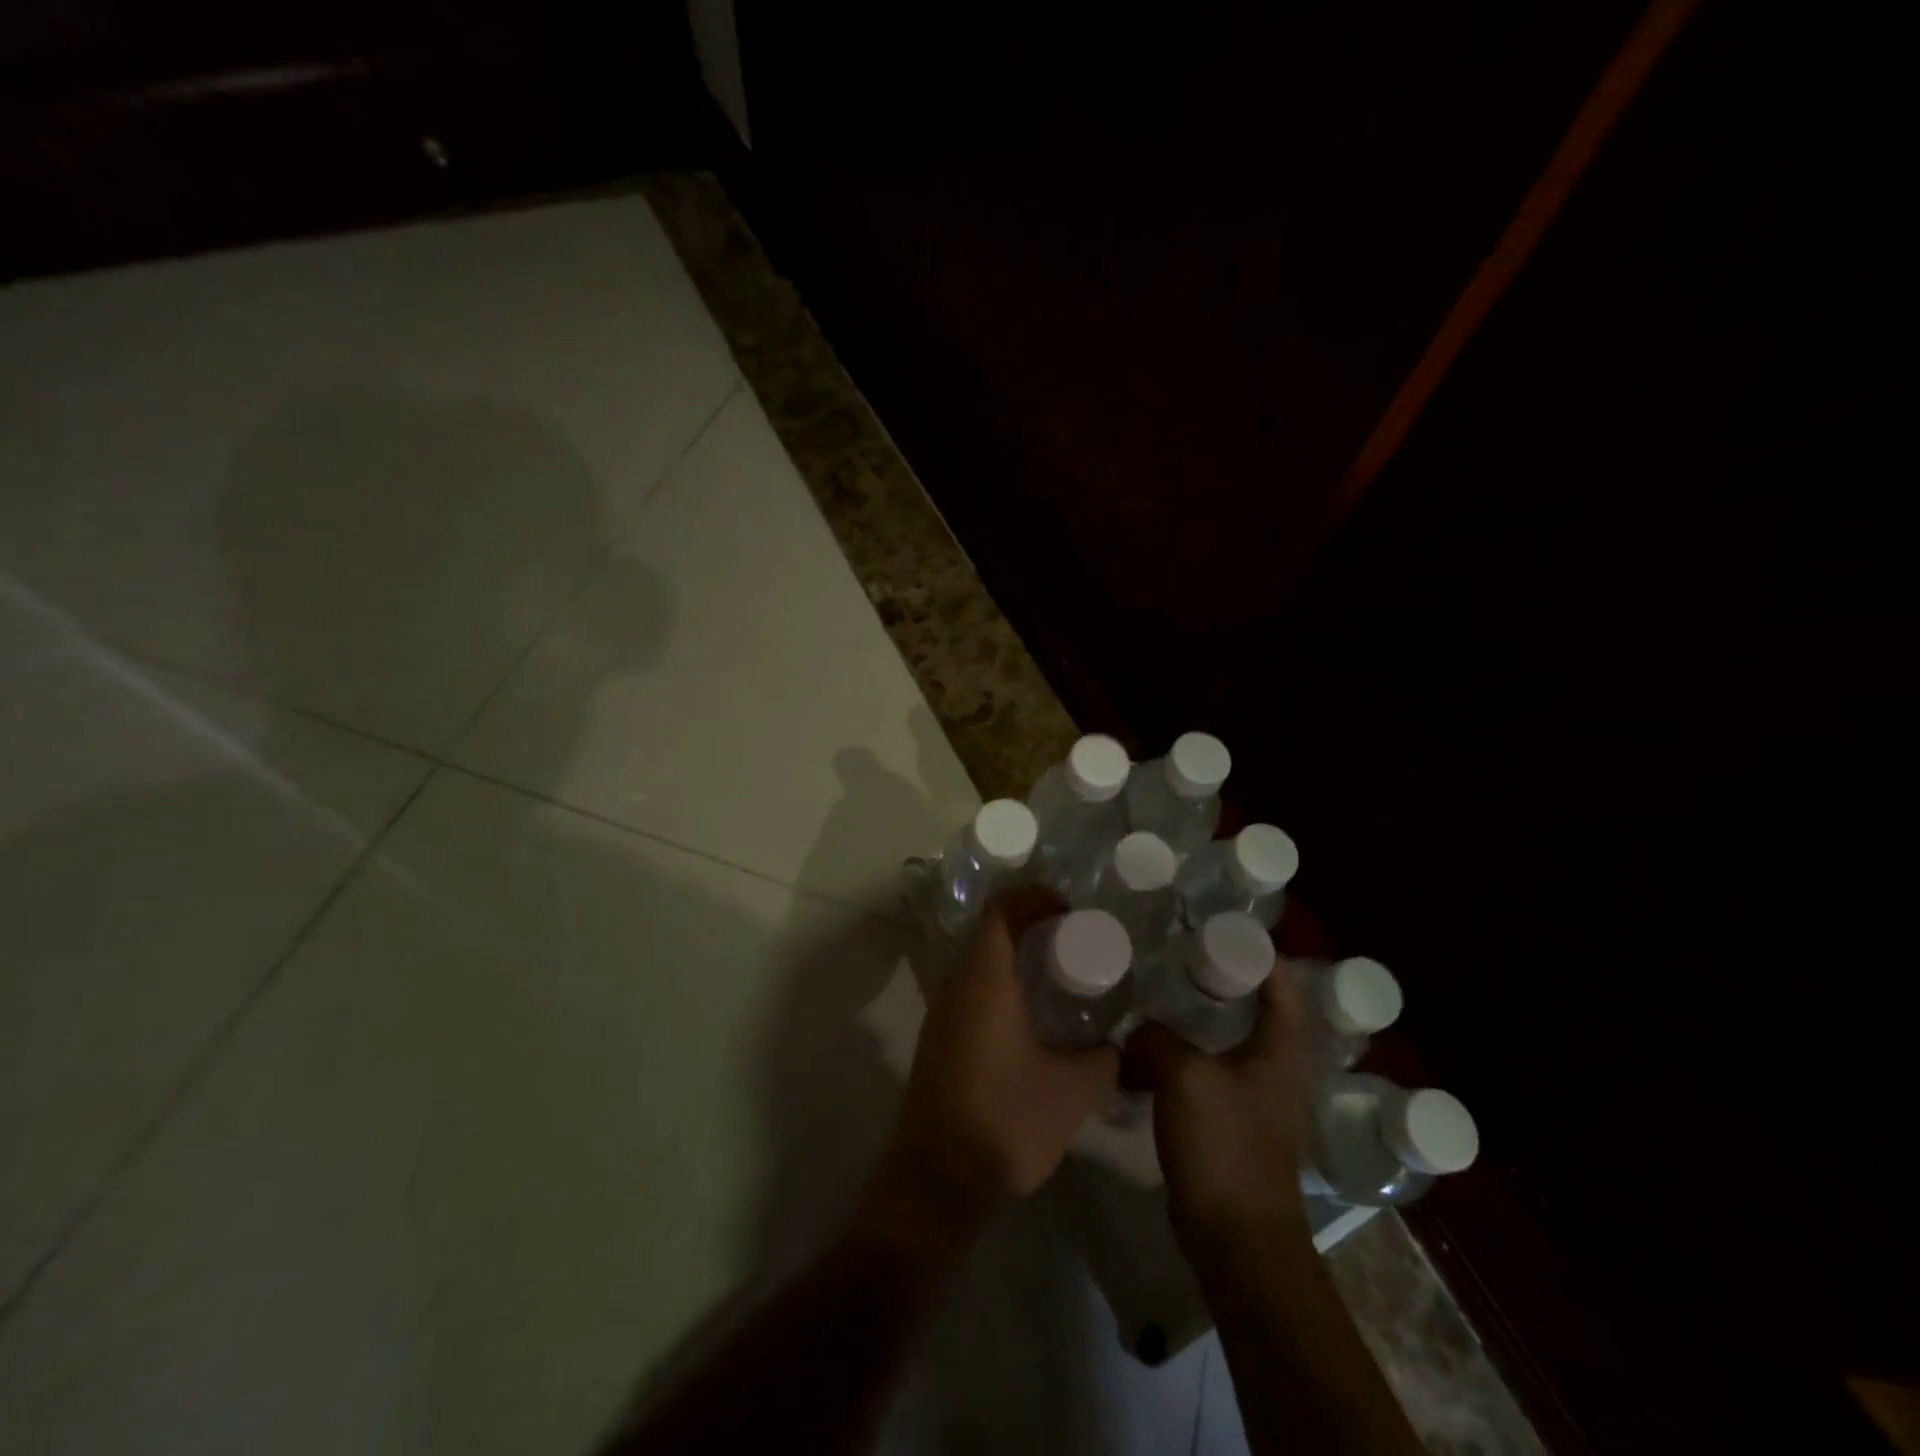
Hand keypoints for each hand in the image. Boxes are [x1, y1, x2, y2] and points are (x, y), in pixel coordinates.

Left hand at [873, 885, 1119, 1237]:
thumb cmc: (1006, 1120)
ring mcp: (942, 1012)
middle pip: (992, 933)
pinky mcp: (939, 1039)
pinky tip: (1035, 1023)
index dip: (1036, 897)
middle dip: (1034, 929)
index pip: (1002, 908)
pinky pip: (973, 992)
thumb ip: (1105, 1058)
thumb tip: (1117, 1044)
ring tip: (1063, 982)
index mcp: (985, 979)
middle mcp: (957, 984)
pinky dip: (1004, 988)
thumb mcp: (1074, 1090)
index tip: (1071, 913)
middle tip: (1077, 947)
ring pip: (981, 964)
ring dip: (1018, 961)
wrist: (937, 1180)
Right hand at [1126, 964, 1311, 1263]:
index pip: (1281, 987)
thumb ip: (1158, 1039)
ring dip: (1191, 1022)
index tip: (1218, 930)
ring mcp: (1251, 1101)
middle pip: (1251, 1012)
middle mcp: (1273, 1071)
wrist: (1236, 1239)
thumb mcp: (1186, 1077)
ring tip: (1152, 996)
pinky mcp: (1227, 1126)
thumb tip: (1136, 1029)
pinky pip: (1202, 1076)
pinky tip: (1142, 1053)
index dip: (1257, 954)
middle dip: (1216, 982)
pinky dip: (1176, 1059)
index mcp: (1279, 1052)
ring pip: (1221, 1044)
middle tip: (1173, 957)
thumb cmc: (1225, 1146)